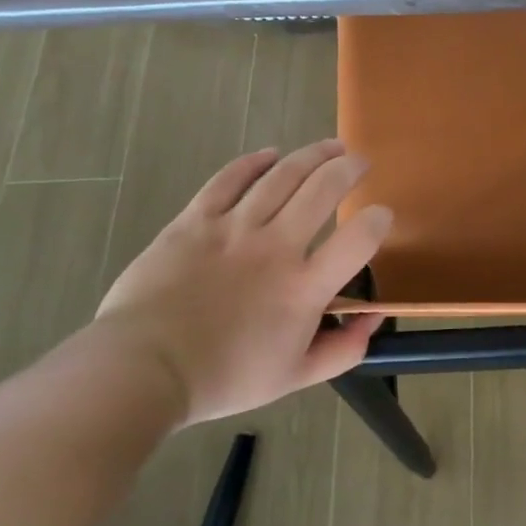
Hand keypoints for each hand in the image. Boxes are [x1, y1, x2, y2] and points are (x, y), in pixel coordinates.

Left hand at [97, 141, 390, 424]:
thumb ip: (342, 349)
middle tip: (360, 162)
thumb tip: (372, 319)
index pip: (358, 241)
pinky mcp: (195, 220)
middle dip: (349, 169)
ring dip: (312, 155)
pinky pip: (229, 179)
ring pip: (282, 175)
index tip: (382, 214)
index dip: (378, 221)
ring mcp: (233, 228)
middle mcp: (276, 247)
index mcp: (304, 288)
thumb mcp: (295, 377)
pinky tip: (271, 154)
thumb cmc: (224, 378)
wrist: (143, 369)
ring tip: (330, 147)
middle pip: (323, 190)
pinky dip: (254, 162)